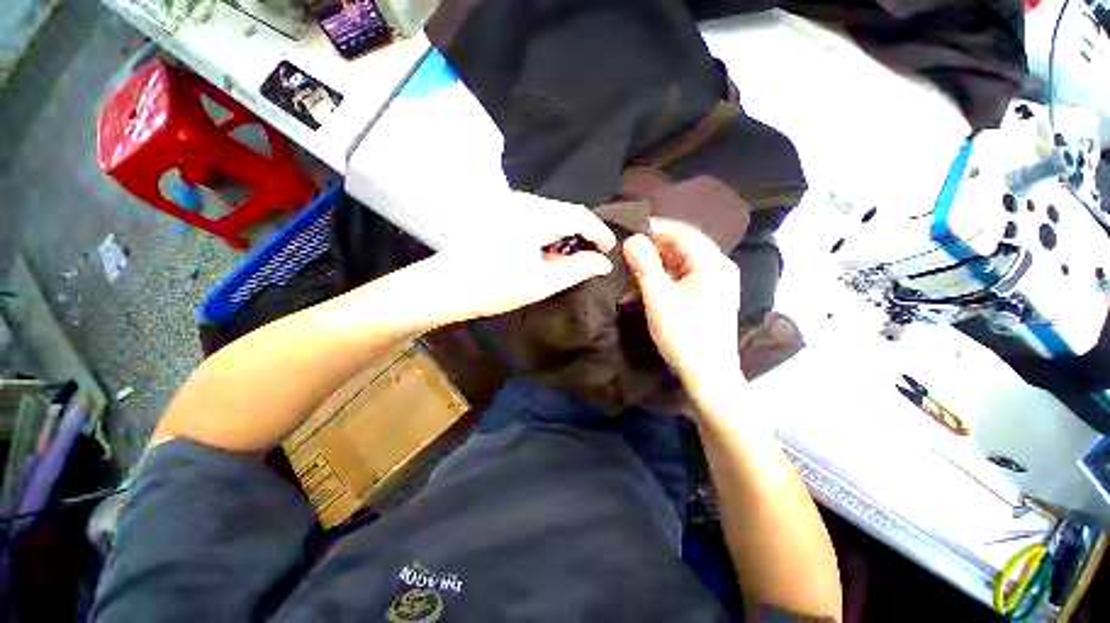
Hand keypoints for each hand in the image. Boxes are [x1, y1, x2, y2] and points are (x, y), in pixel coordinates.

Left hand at [430, 193, 615, 320]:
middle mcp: (523, 201)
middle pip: (564, 211)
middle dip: (582, 233)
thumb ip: (577, 269)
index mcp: (535, 215)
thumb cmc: (494, 287)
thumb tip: (604, 263)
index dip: (599, 232)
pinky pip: (533, 217)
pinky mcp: (497, 213)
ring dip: (563, 234)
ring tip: (568, 258)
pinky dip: (546, 232)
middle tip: (590, 257)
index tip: (609, 250)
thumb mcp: (541, 282)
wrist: (444, 287)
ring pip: (549, 214)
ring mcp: (507, 204)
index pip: (579, 215)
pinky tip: (544, 252)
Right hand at [623, 218, 741, 387]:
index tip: (628, 230)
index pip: (681, 233)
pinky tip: (638, 293)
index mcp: (712, 263)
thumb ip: (645, 266)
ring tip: (626, 276)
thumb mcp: (659, 299)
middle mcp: (717, 268)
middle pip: (680, 249)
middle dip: (650, 252)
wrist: (708, 377)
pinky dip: (659, 285)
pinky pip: (679, 282)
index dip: (654, 229)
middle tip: (623, 254)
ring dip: (651, 271)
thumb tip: (632, 239)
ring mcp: (712, 285)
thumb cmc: (685, 335)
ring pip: (677, 266)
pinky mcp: (704, 298)